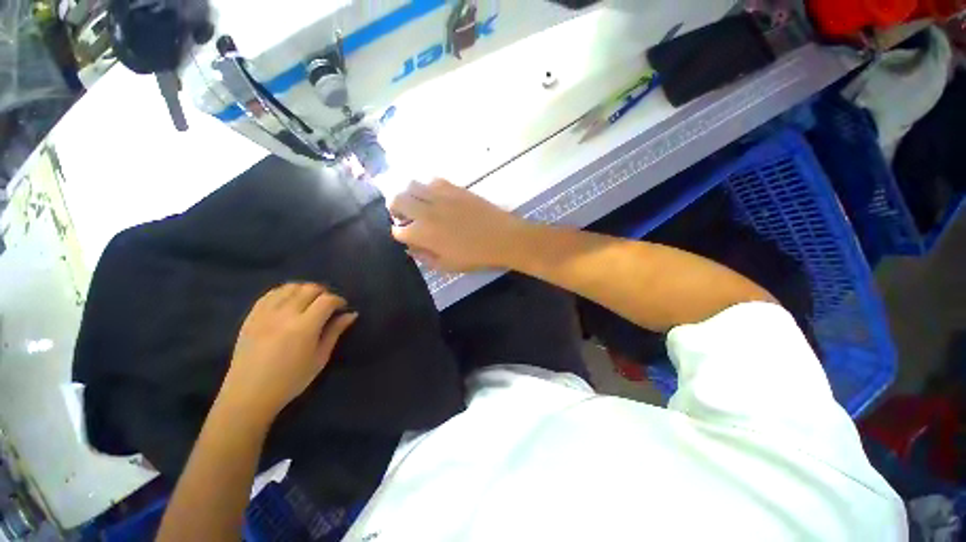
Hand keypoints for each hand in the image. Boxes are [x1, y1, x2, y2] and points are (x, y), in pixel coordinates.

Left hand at [221, 283, 357, 420]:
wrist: (248, 395)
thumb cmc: (291, 380)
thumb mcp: (320, 358)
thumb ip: (335, 332)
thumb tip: (351, 314)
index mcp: (304, 327)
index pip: (327, 300)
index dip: (338, 300)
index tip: (342, 308)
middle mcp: (284, 314)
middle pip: (309, 289)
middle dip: (324, 293)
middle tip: (328, 305)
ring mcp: (265, 313)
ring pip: (290, 287)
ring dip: (304, 290)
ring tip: (309, 302)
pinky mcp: (251, 316)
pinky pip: (270, 294)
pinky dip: (284, 292)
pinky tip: (289, 302)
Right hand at [390, 179, 528, 271]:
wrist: (503, 238)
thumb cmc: (477, 256)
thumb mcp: (448, 266)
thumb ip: (425, 258)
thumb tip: (411, 248)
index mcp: (424, 234)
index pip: (398, 231)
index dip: (400, 234)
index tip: (407, 236)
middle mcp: (427, 212)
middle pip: (397, 200)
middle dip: (395, 209)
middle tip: (404, 216)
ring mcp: (440, 196)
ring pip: (411, 185)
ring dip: (410, 195)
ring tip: (419, 204)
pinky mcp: (455, 187)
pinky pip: (433, 180)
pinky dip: (429, 188)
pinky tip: (437, 197)